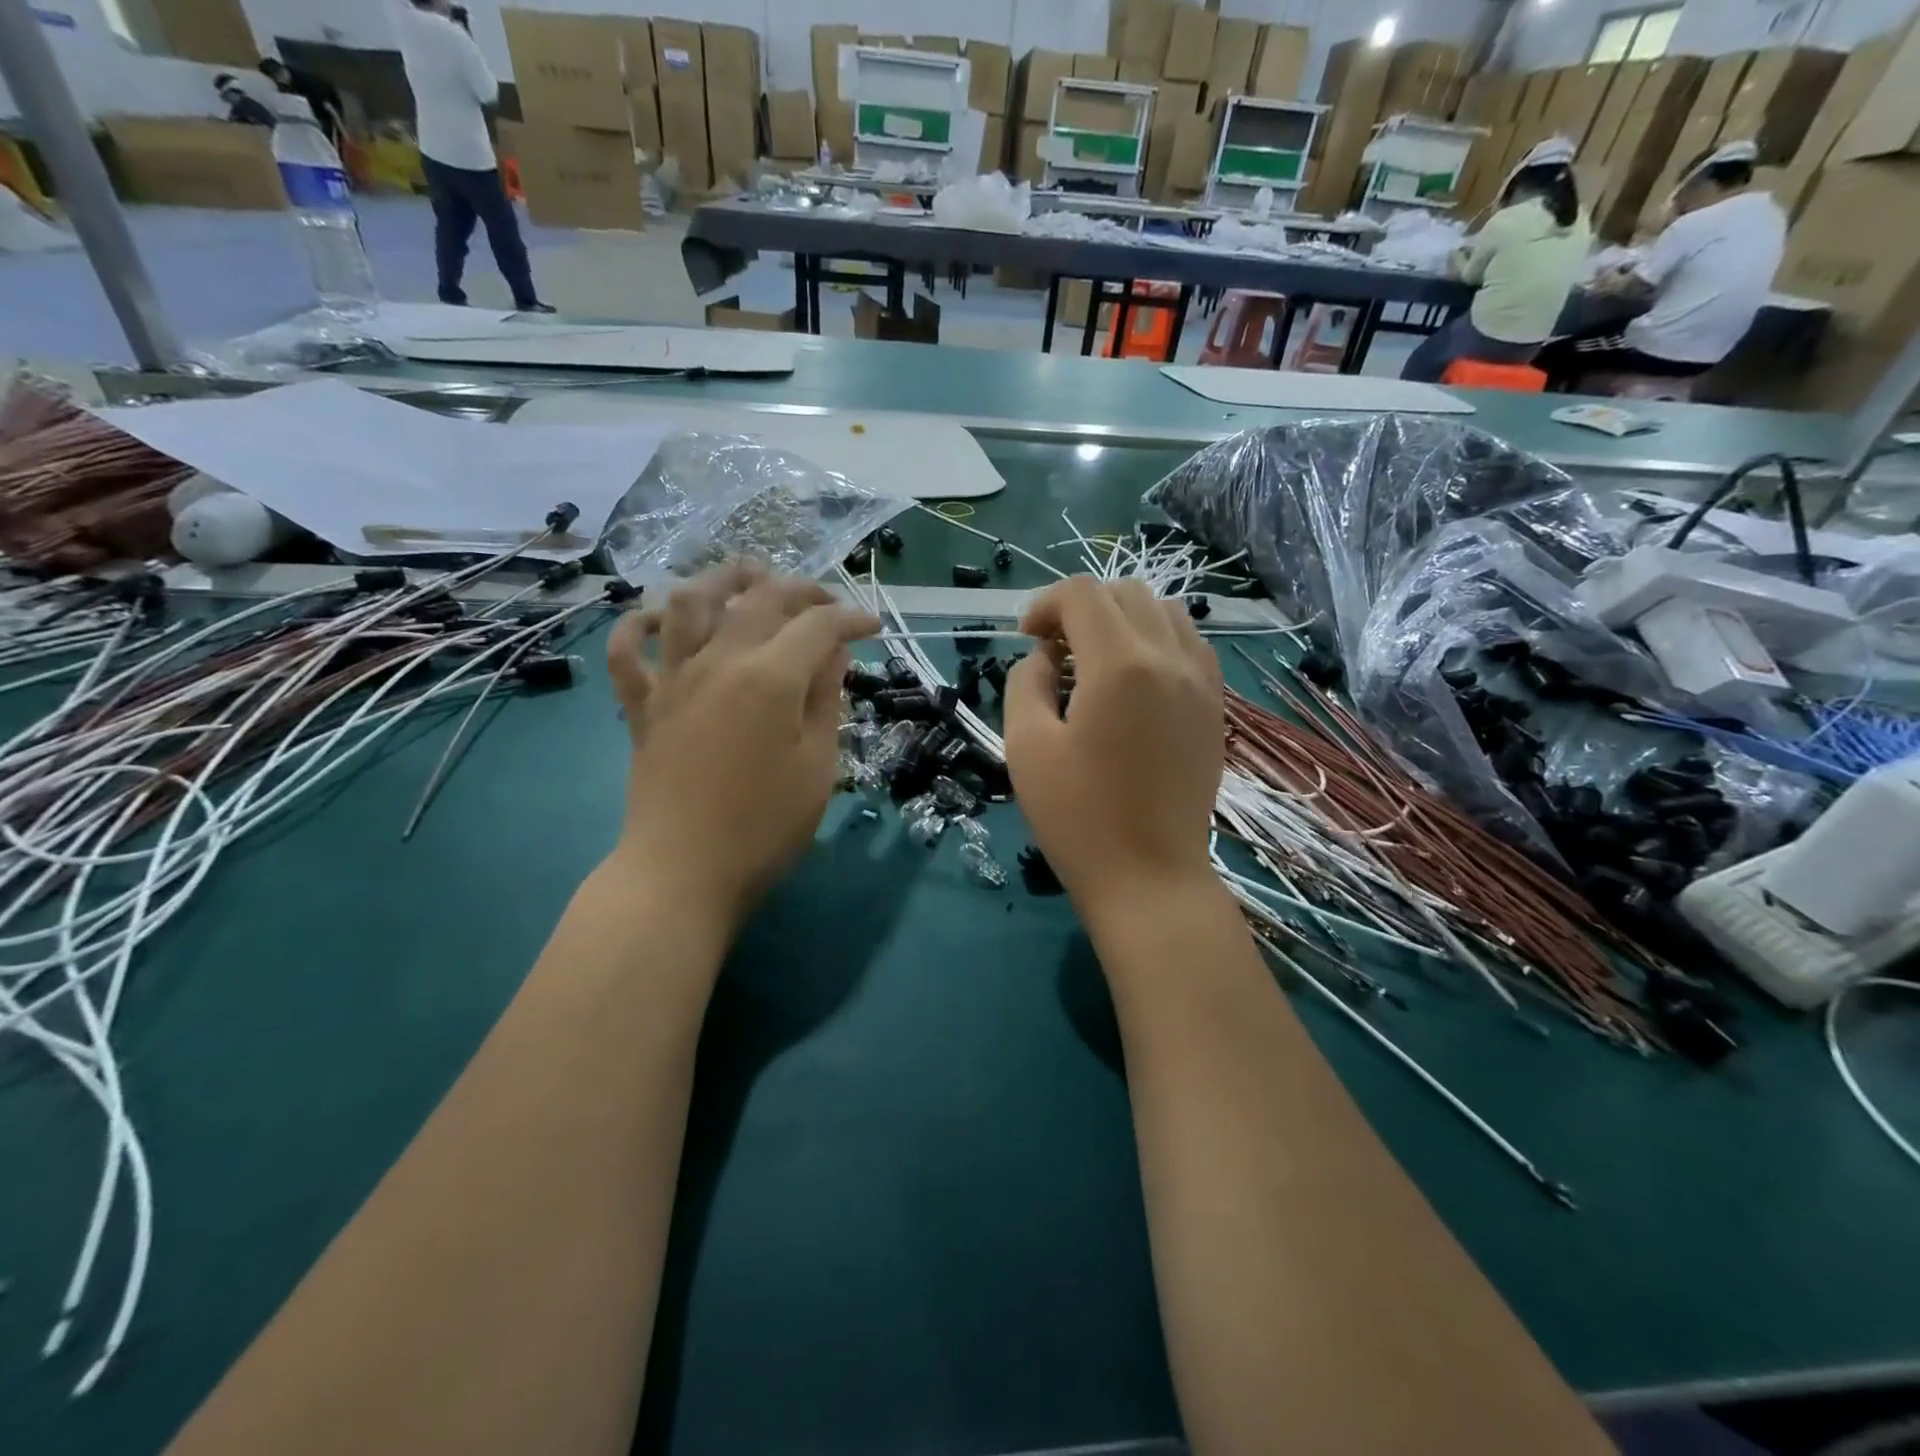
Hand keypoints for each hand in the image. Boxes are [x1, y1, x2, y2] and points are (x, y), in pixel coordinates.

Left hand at [605, 563, 879, 929]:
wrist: (684, 872)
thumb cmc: (765, 826)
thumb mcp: (818, 766)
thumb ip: (826, 701)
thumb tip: (832, 655)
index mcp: (769, 678)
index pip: (817, 626)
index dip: (850, 618)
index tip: (874, 627)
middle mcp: (718, 662)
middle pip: (758, 600)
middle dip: (799, 590)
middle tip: (825, 603)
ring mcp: (673, 680)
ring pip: (687, 603)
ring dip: (719, 580)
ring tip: (745, 577)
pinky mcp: (643, 706)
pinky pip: (627, 653)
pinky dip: (636, 626)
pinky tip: (655, 618)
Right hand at [1003, 578, 1223, 919]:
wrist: (1149, 876)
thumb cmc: (1078, 817)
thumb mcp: (1026, 747)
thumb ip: (1026, 683)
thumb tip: (1044, 658)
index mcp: (1120, 665)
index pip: (1083, 594)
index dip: (1044, 604)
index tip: (1025, 640)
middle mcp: (1170, 658)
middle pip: (1126, 592)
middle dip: (1082, 607)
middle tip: (1054, 650)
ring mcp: (1202, 681)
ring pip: (1166, 611)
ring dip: (1123, 618)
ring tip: (1095, 660)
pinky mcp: (1215, 706)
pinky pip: (1191, 644)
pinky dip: (1158, 640)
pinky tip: (1135, 680)